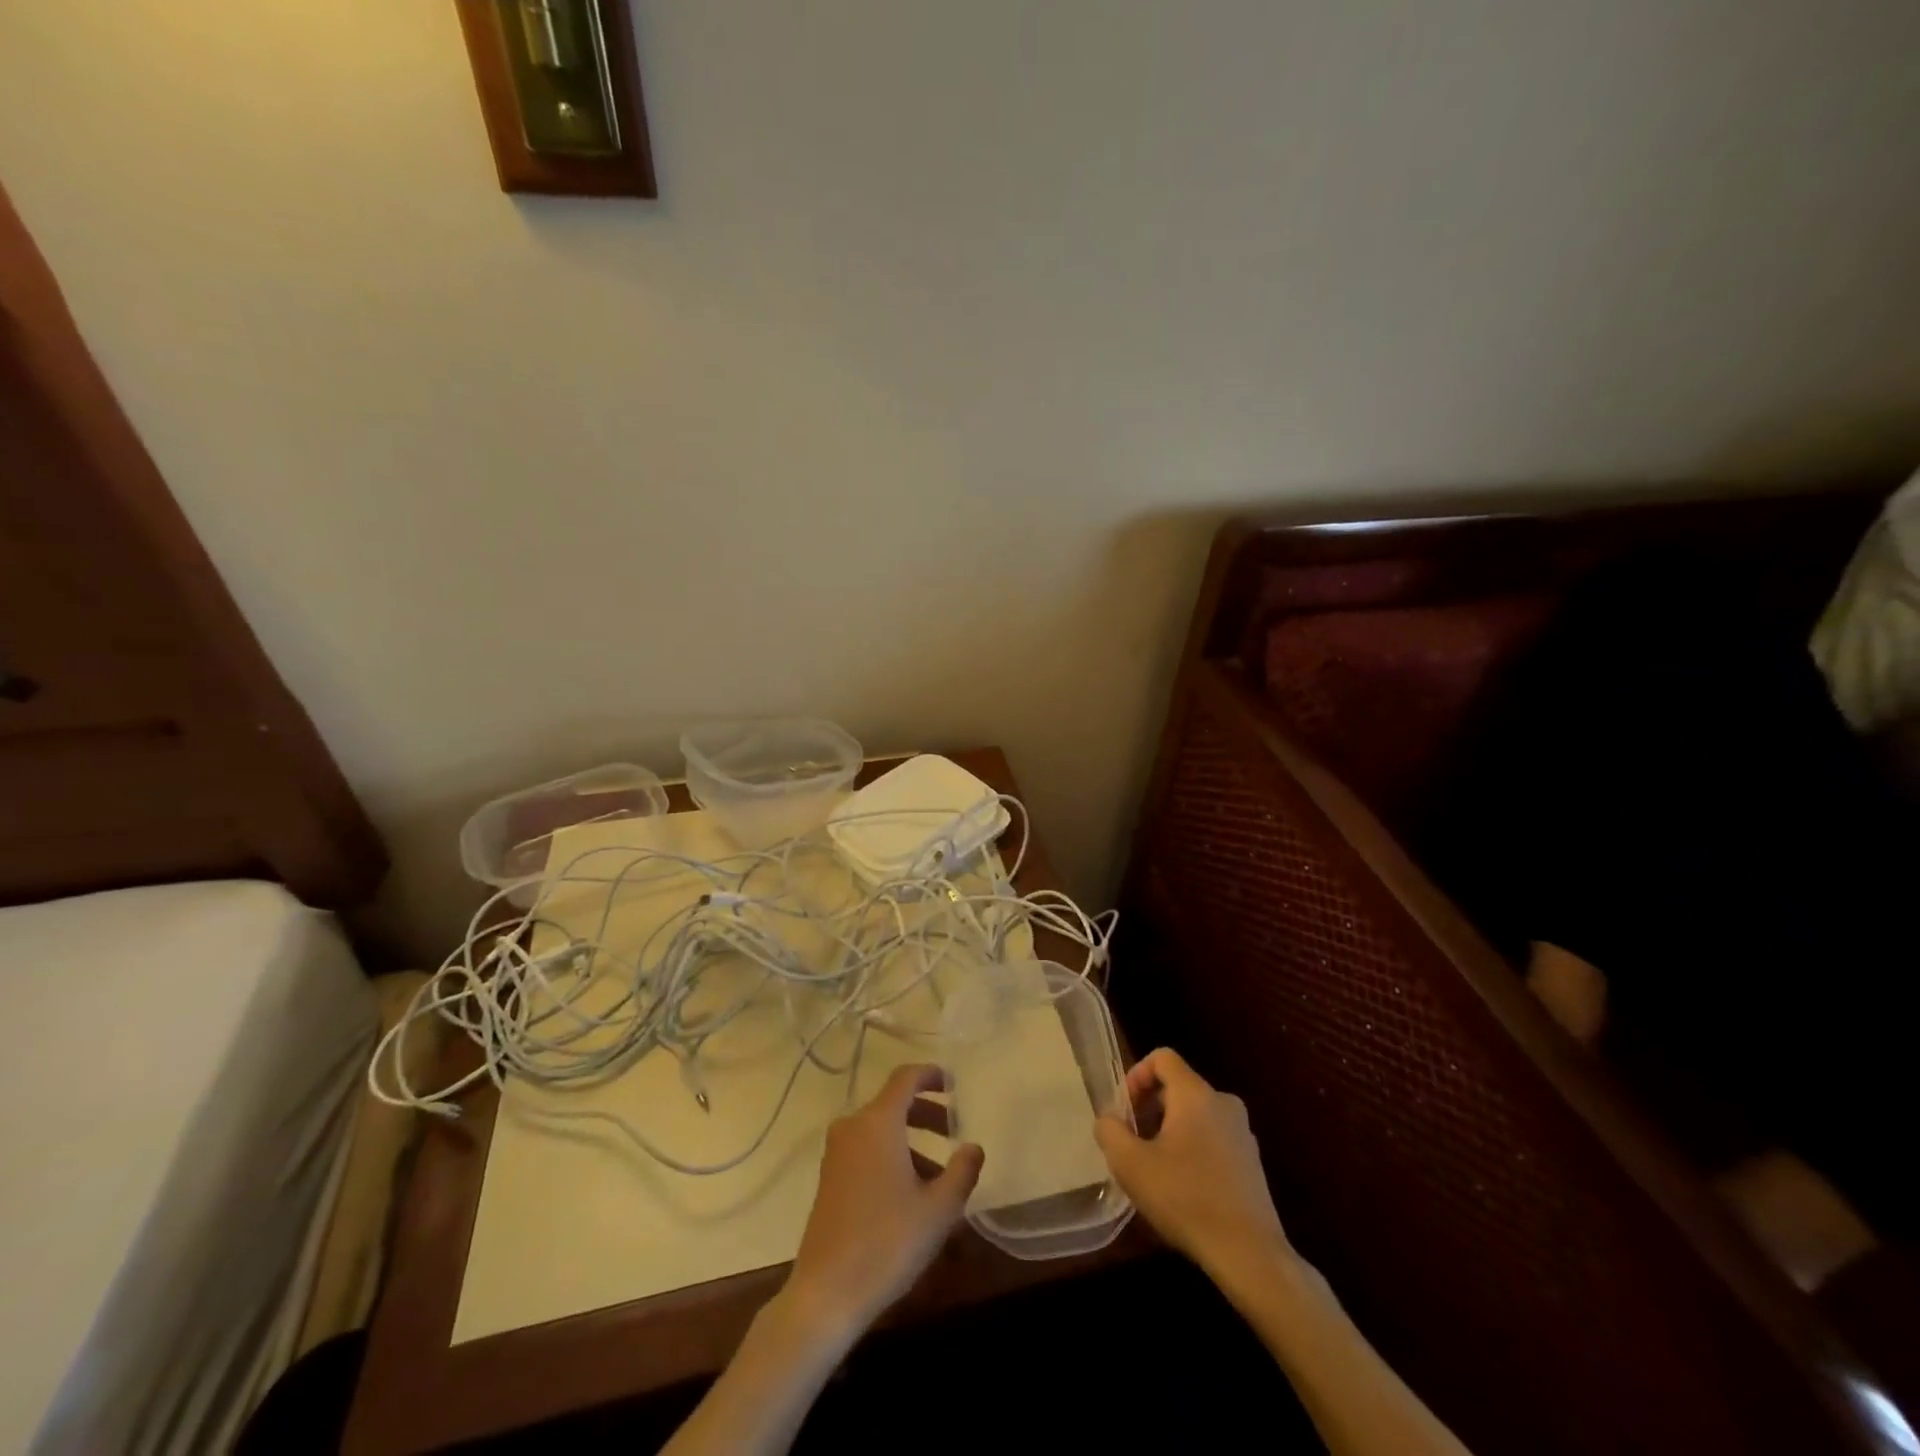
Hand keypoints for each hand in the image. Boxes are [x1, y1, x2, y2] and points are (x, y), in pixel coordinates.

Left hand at [785, 1063, 984, 1337]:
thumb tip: (973, 1147)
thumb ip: (962, 1171)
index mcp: (878, 1123)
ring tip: (940, 1174)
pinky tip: (911, 1194)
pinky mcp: (829, 1178)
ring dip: (911, 1141)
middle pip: (894, 1104)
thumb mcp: (939, 1209)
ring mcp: (836, 1153)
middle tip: (954, 1132)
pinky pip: (866, 1150)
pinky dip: (891, 1156)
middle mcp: (853, 1128)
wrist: (826, 1294)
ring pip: (880, 1130)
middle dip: (926, 1113)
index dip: (931, 1075)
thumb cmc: (888, 1242)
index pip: (905, 1078)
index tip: (954, 1084)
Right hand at [1095, 1047, 1288, 1279]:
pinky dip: (1193, 1148)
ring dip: (1170, 1130)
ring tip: (1156, 1167)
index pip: (1162, 1058)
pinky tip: (1183, 1187)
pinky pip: (1213, 1137)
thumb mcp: (1131, 1165)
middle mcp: (1223, 1102)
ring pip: (1195, 1113)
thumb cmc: (1186, 1199)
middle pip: (1177, 1086)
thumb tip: (1109, 1119)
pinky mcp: (1252, 1160)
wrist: (1250, 1255)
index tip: (1125, 1111)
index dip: (1136, 1075)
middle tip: (1134, 1142)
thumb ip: (1110, 1131)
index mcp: (1196, 1094)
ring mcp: (1242, 1132)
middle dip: (1150, 1107)